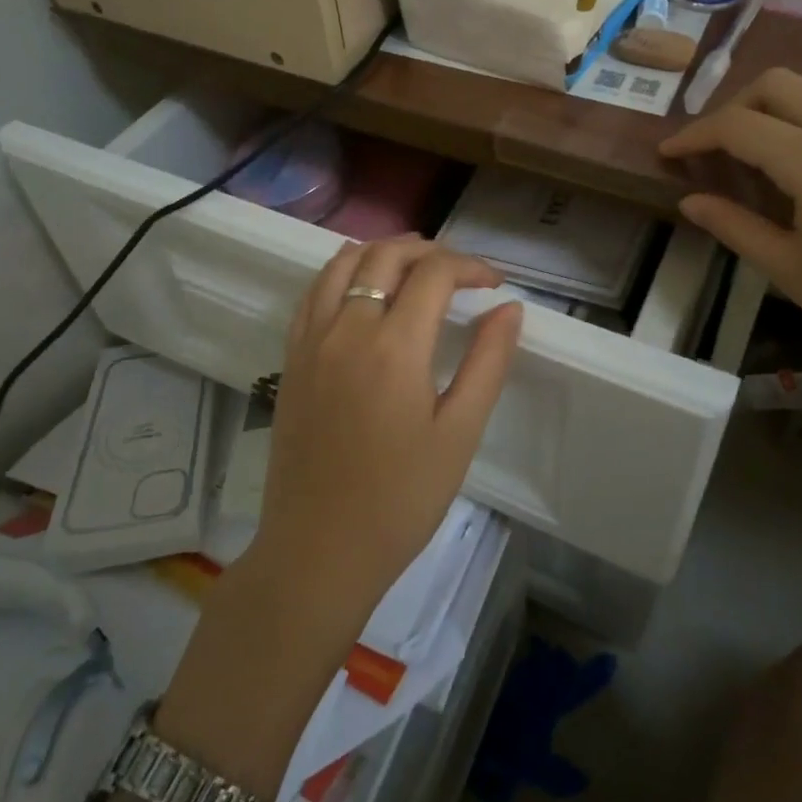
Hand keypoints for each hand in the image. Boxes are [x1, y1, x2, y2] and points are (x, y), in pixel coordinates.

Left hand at [250, 237, 523, 636]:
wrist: (318, 550)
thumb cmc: (399, 499)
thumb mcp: (459, 434)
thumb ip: (486, 363)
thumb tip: (509, 309)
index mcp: (394, 346)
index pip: (434, 273)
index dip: (471, 267)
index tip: (495, 284)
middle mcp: (347, 328)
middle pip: (386, 255)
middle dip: (430, 251)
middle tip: (460, 272)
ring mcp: (312, 340)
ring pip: (344, 263)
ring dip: (384, 252)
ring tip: (414, 266)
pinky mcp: (291, 358)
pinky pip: (314, 291)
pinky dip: (342, 271)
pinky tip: (361, 287)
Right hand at [661, 68, 801, 387]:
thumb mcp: (791, 270)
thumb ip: (734, 226)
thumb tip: (689, 201)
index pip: (737, 127)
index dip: (694, 135)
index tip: (669, 151)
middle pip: (777, 84)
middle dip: (735, 107)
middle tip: (717, 145)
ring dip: (786, 99)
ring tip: (771, 139)